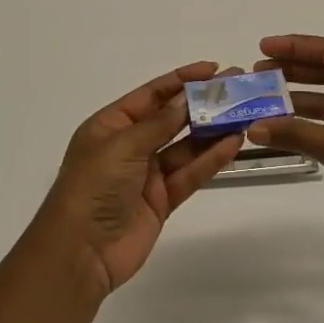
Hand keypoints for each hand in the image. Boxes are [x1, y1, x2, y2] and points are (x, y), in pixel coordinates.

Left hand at [40, 62, 242, 296]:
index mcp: (111, 125)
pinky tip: (233, 144)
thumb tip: (186, 99)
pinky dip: (211, 159)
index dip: (182, 80)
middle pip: (172, 118)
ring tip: (243, 114)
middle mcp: (130, 145)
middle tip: (237, 88)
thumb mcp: (123, 145)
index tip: (213, 69)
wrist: (80, 253)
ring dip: (213, 130)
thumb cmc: (93, 187)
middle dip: (202, 103)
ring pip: (186, 146)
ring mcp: (147, 174)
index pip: (152, 94)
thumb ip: (159, 123)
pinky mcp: (162, 200)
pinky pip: (190, 173)